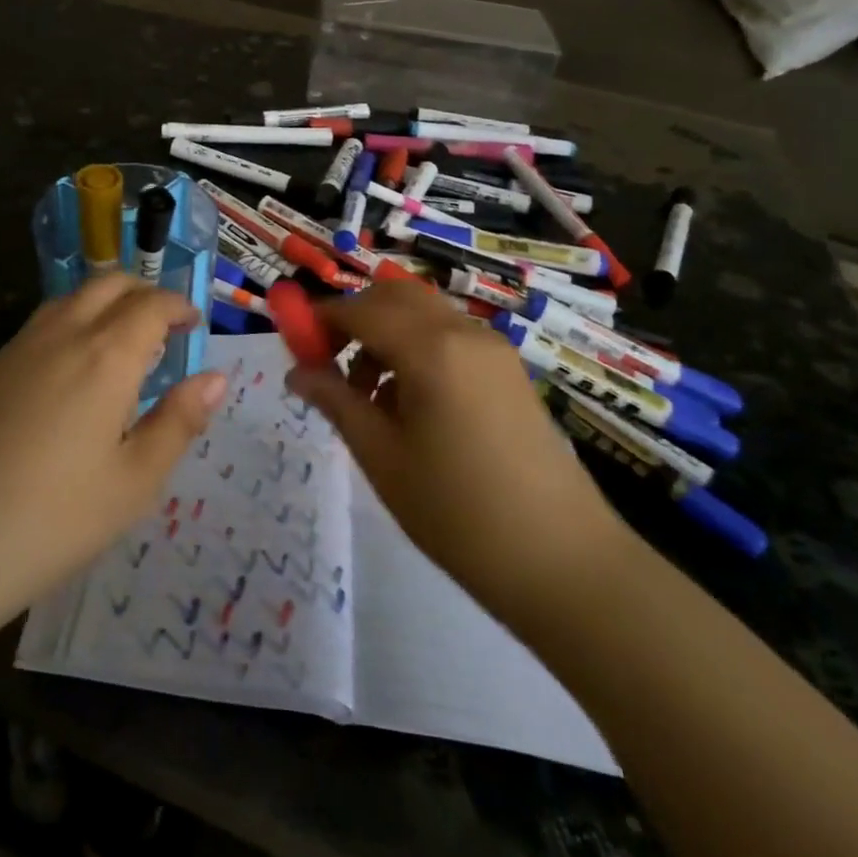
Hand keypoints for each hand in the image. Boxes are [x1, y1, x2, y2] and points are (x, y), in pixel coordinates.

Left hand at [0, 274, 225, 619]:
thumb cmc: (57, 518)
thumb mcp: (136, 480)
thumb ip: (179, 421)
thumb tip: (216, 377)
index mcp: (106, 355)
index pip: (151, 304)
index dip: (179, 306)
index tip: (194, 325)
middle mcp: (64, 334)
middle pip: (110, 284)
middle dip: (144, 293)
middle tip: (165, 326)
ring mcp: (21, 346)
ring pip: (73, 296)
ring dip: (107, 301)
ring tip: (123, 341)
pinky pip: (44, 320)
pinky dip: (74, 318)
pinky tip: (75, 364)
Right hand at [287, 282, 629, 622]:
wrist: (563, 562)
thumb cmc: (457, 512)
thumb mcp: (381, 456)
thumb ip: (335, 400)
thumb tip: (296, 371)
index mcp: (431, 348)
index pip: (360, 308)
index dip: (320, 318)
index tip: (294, 344)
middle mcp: (464, 332)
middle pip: (394, 295)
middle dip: (354, 317)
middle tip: (329, 363)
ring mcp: (492, 348)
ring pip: (423, 313)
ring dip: (385, 333)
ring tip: (367, 395)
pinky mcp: (508, 370)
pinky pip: (449, 336)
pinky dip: (416, 348)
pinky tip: (408, 403)